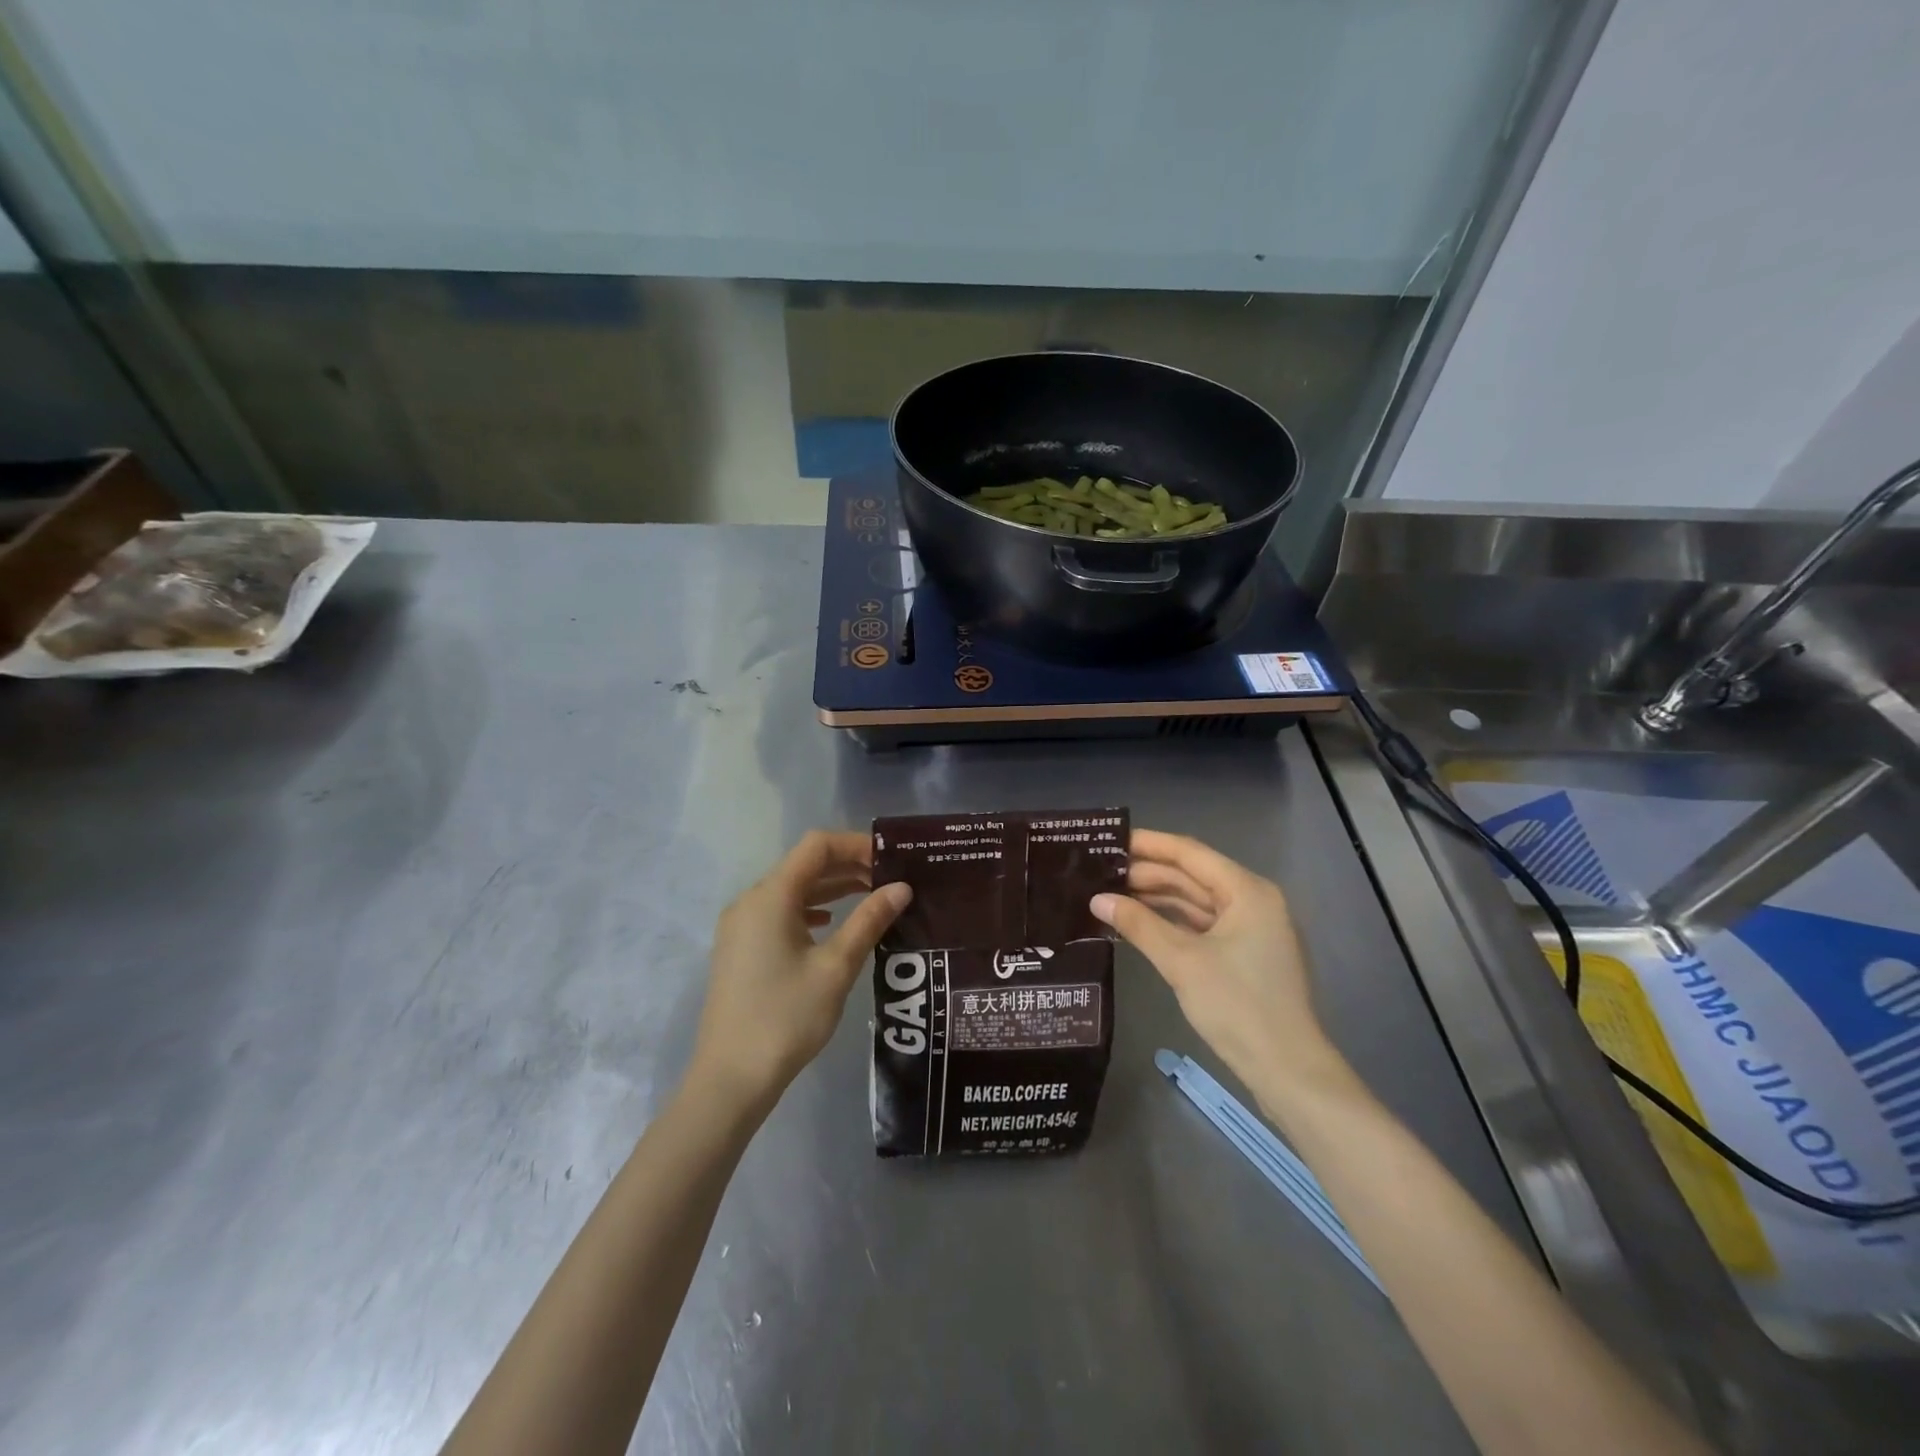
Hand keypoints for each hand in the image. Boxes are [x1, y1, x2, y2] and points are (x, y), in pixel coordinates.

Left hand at [690, 830, 911, 1111]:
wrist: (730, 1078)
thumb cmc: (787, 1017)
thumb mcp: (836, 967)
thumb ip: (869, 920)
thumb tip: (901, 887)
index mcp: (771, 896)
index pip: (817, 846)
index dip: (856, 845)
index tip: (891, 860)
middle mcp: (751, 901)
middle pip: (804, 865)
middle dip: (848, 866)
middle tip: (891, 879)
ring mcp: (741, 925)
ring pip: (793, 889)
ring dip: (831, 888)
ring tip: (873, 897)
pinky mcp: (741, 948)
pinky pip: (780, 912)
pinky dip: (811, 909)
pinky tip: (832, 923)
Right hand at [1091, 830, 1350, 1112]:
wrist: (1287, 1070)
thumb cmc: (1238, 1006)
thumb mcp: (1182, 962)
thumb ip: (1138, 925)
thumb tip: (1097, 899)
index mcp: (1247, 891)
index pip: (1189, 853)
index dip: (1148, 844)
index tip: (1108, 840)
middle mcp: (1252, 901)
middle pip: (1192, 876)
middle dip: (1146, 874)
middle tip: (1098, 873)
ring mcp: (1250, 929)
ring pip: (1195, 901)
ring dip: (1155, 899)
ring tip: (1110, 895)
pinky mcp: (1243, 954)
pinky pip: (1201, 926)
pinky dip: (1170, 923)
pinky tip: (1137, 924)